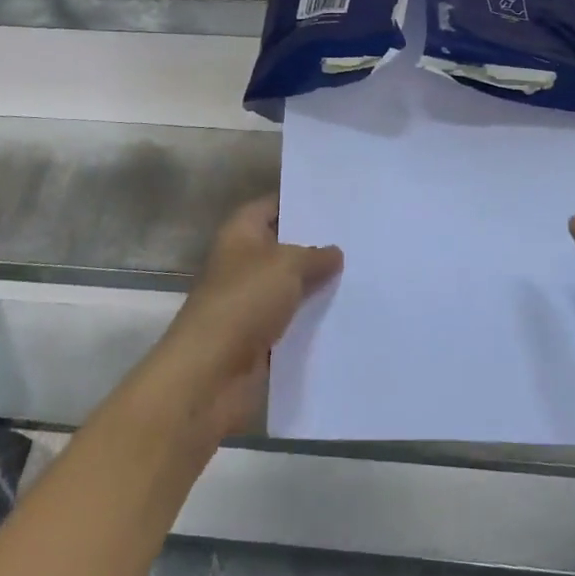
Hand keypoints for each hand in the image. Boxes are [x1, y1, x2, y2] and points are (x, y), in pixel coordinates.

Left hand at [155, 196, 342, 437]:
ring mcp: (250, 302)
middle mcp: (244, 262)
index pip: (273, 205)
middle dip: (317, 245)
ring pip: (291, 286)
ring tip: (363, 274)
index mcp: (241, 232)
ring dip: (318, 286)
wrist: (211, 373)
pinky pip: (292, 321)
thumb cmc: (244, 301)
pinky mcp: (259, 338)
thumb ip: (314, 255)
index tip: (338, 201)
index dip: (301, 201)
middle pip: (284, 247)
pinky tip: (349, 314)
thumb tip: (334, 252)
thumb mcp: (286, 265)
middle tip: (359, 238)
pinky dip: (313, 320)